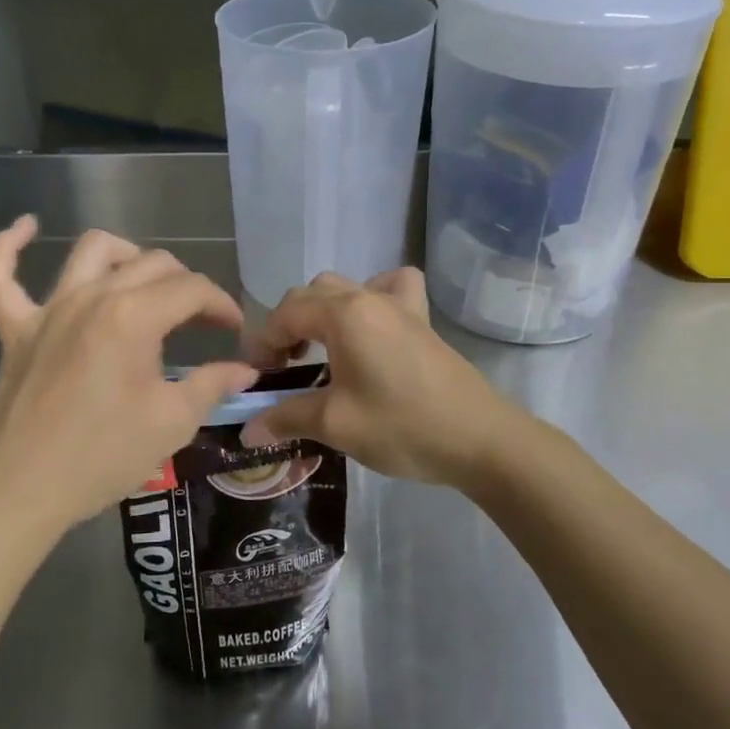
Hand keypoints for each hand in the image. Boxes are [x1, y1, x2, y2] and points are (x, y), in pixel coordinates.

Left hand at [0, 218, 256, 541]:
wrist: (27, 489)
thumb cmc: (105, 456)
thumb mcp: (173, 422)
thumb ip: (212, 384)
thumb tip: (245, 370)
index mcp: (134, 317)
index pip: (191, 289)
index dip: (221, 304)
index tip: (233, 330)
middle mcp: (91, 297)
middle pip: (150, 264)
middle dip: (185, 284)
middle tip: (200, 320)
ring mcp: (47, 309)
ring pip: (89, 252)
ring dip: (124, 254)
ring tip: (142, 277)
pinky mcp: (14, 328)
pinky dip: (10, 247)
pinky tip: (27, 227)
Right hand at [239, 269, 518, 486]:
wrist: (481, 440)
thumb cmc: (402, 427)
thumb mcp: (335, 424)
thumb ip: (286, 417)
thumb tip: (248, 430)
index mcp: (344, 314)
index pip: (286, 313)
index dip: (261, 342)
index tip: (252, 376)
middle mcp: (369, 298)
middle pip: (311, 295)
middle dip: (287, 325)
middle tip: (281, 367)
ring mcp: (400, 306)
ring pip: (346, 288)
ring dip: (321, 312)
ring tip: (317, 349)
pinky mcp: (422, 322)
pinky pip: (390, 289)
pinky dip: (371, 298)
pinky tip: (369, 328)